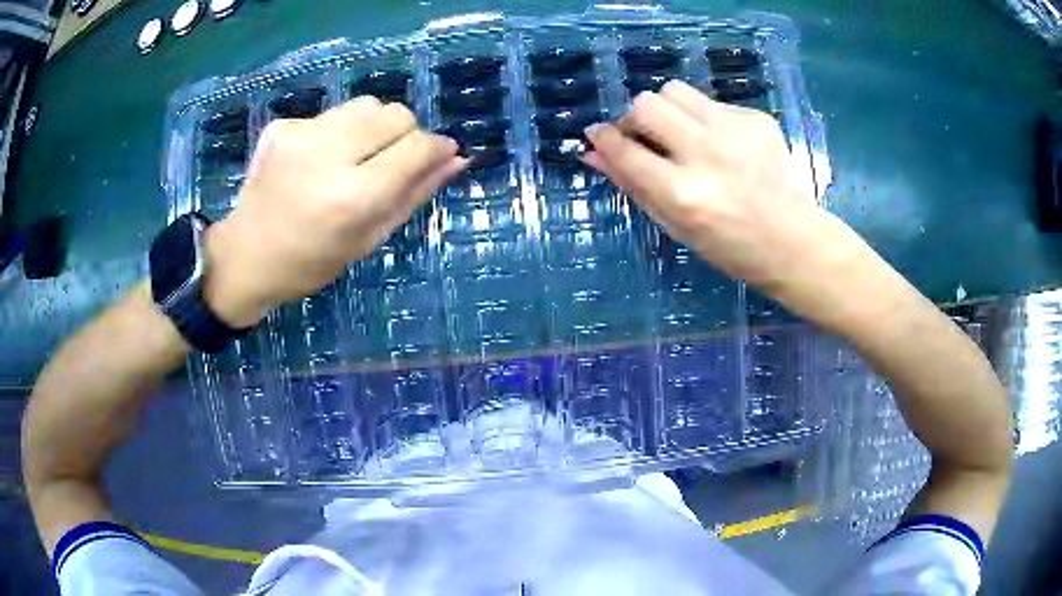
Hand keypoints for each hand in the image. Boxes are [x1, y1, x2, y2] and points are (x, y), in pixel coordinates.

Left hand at [204, 97, 465, 326]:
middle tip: (390, 163)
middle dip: (406, 134)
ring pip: (367, 104)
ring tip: (355, 159)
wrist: (245, 256)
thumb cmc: (311, 262)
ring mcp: (299, 134)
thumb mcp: (369, 239)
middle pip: (395, 114)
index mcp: (351, 196)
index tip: (440, 155)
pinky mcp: (282, 125)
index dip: (436, 148)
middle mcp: (326, 155)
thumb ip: (414, 194)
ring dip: (374, 127)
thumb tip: (456, 159)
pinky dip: (340, 132)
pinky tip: (320, 160)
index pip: (416, 147)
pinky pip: (333, 114)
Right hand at [584, 80, 858, 304]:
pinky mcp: (756, 119)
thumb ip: (632, 185)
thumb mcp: (675, 226)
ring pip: (675, 91)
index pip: (625, 149)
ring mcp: (735, 131)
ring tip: (682, 135)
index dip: (603, 138)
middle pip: (647, 104)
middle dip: (636, 119)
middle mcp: (705, 153)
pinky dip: (704, 119)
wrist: (793, 242)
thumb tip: (593, 153)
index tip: (597, 135)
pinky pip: (711, 103)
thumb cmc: (730, 247)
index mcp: (682, 193)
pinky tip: (722, 145)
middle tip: (646, 138)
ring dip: (667, 110)